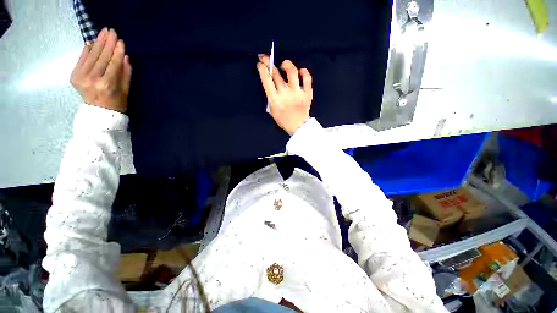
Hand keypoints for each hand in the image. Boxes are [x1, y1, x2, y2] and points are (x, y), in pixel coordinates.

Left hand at [70, 28, 131, 113]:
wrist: (99, 113)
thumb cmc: (117, 103)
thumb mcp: (126, 90)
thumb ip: (126, 73)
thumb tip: (125, 57)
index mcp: (106, 84)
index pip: (113, 63)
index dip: (117, 51)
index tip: (121, 41)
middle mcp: (92, 79)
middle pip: (101, 57)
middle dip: (107, 43)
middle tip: (111, 31)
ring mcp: (80, 77)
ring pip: (91, 56)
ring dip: (98, 43)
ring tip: (103, 32)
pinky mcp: (74, 76)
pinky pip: (81, 59)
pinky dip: (87, 50)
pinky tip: (92, 42)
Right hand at [257, 55, 312, 135]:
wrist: (298, 126)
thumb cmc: (283, 120)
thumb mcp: (271, 110)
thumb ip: (270, 97)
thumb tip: (269, 81)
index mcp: (275, 100)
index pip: (266, 80)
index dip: (262, 69)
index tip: (260, 63)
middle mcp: (285, 94)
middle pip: (276, 74)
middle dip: (269, 62)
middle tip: (266, 58)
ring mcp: (297, 93)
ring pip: (292, 72)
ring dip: (286, 64)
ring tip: (283, 65)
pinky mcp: (307, 93)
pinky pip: (307, 78)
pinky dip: (304, 72)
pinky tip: (300, 71)